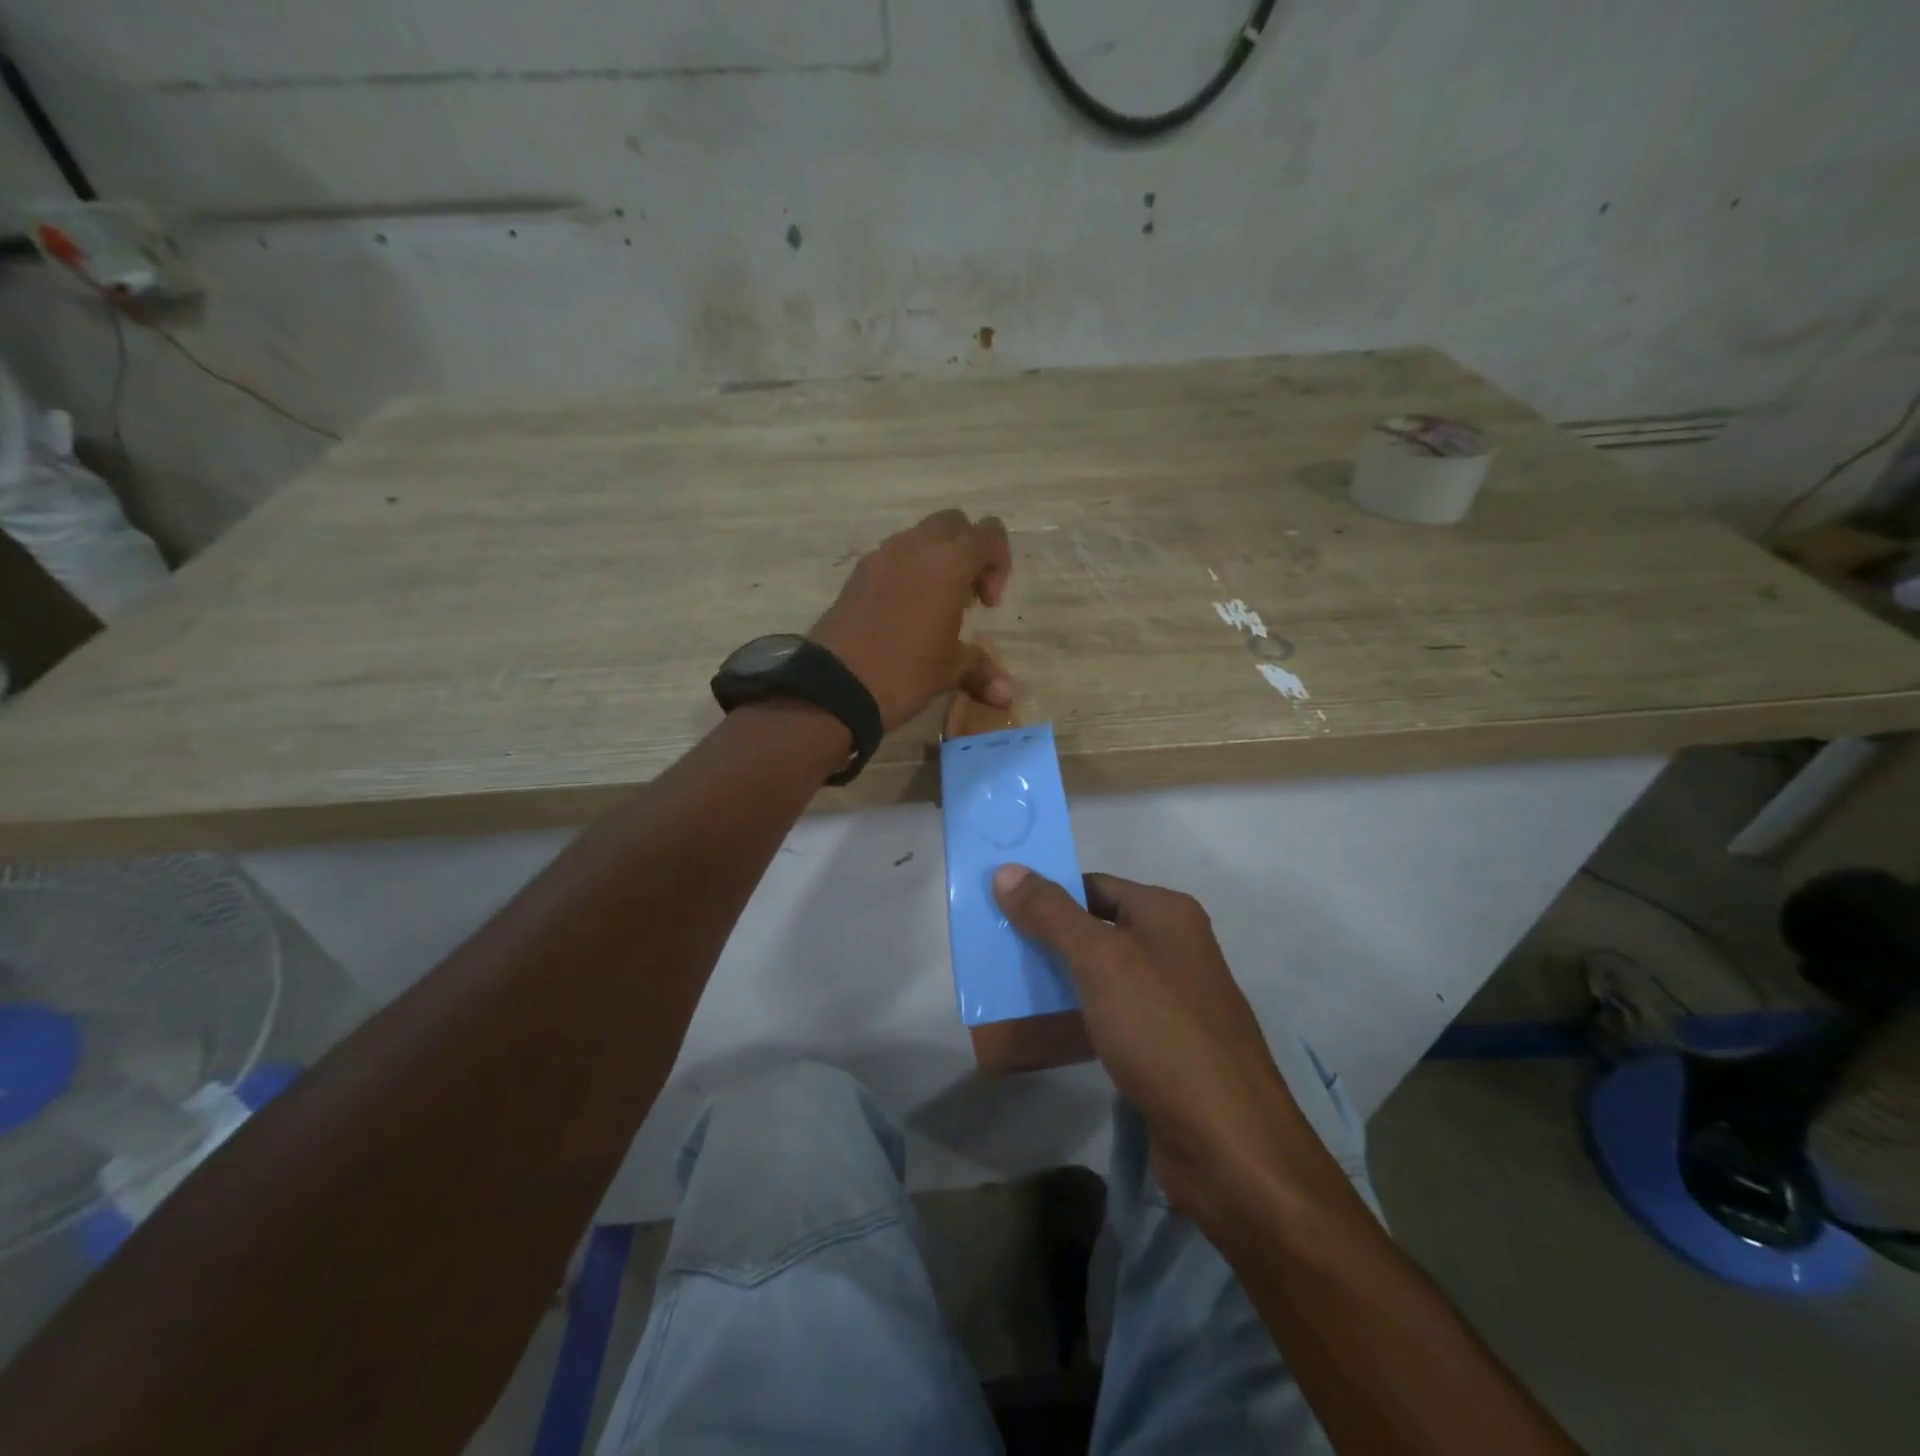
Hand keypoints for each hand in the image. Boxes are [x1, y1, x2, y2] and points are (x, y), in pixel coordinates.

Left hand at [811, 509, 1012, 729]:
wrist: (833, 686)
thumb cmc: (904, 672)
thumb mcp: (948, 671)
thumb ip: (980, 669)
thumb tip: (1007, 695)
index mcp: (948, 563)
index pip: (988, 533)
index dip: (999, 562)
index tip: (988, 603)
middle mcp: (914, 547)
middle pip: (953, 524)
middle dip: (967, 551)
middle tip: (967, 596)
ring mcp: (880, 556)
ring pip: (919, 537)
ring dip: (935, 560)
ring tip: (935, 608)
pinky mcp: (857, 574)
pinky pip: (892, 557)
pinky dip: (907, 572)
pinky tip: (904, 614)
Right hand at [992, 865, 1306, 1221]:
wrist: (1228, 1143)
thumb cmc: (1160, 1030)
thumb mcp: (1100, 961)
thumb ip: (1051, 913)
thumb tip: (1006, 869)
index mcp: (1166, 913)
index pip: (1093, 885)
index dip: (1047, 893)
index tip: (999, 908)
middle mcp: (1173, 947)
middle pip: (1096, 928)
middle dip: (1046, 938)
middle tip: (996, 948)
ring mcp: (1172, 998)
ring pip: (1101, 974)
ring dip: (1058, 979)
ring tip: (1007, 987)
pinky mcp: (1164, 1045)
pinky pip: (1111, 1015)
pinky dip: (1078, 1016)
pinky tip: (1043, 1030)